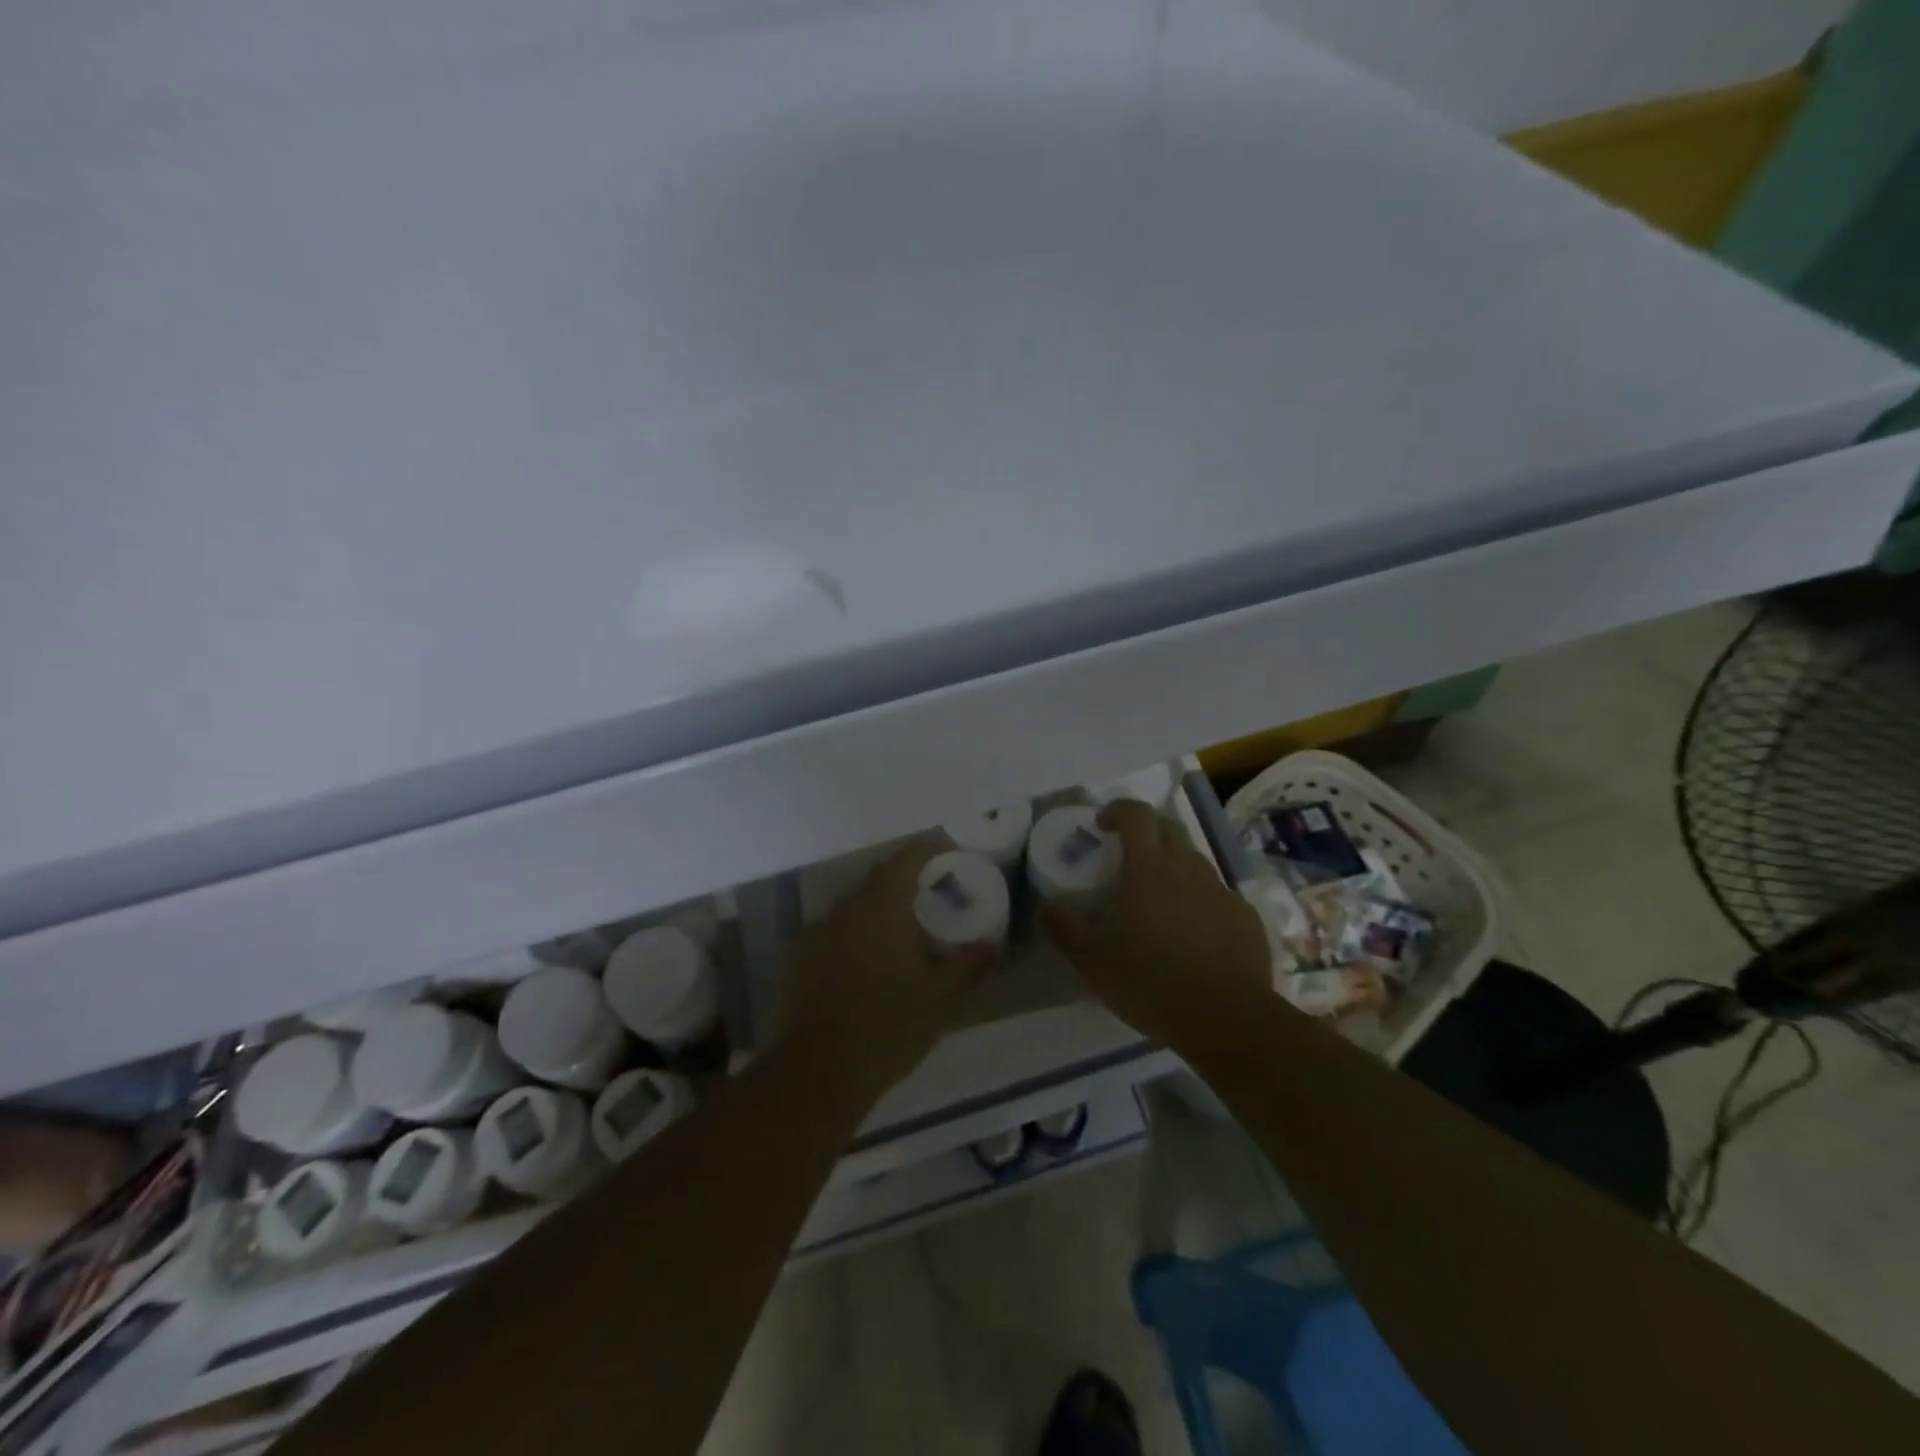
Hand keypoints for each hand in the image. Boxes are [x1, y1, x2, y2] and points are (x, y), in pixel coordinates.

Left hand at [780, 835, 997, 1097]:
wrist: (820, 1070)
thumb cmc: (889, 1026)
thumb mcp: (941, 999)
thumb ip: (970, 965)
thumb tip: (995, 945)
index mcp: (882, 908)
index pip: (906, 860)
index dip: (927, 847)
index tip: (946, 845)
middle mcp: (845, 909)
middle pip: (877, 881)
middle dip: (903, 881)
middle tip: (928, 894)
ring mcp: (815, 932)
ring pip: (852, 908)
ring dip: (876, 912)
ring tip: (899, 933)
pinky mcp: (797, 959)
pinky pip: (831, 934)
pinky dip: (852, 937)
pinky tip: (864, 963)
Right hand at [1043, 800, 1270, 1043]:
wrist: (1225, 1019)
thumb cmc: (1149, 981)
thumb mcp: (1091, 960)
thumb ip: (1065, 929)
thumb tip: (1046, 909)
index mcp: (1149, 869)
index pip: (1137, 814)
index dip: (1118, 810)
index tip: (1102, 825)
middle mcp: (1188, 869)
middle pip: (1170, 829)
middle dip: (1147, 832)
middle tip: (1129, 857)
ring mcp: (1222, 892)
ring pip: (1196, 862)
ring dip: (1175, 868)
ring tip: (1159, 900)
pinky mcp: (1246, 918)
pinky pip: (1218, 897)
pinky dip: (1201, 902)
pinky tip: (1193, 934)